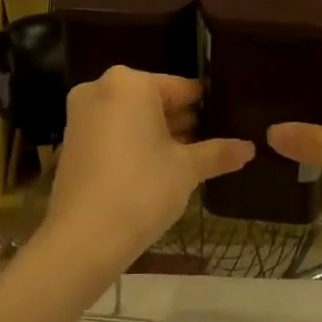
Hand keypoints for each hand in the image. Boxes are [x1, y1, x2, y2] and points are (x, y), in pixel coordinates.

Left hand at [43, 67, 253, 272]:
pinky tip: (158, 169)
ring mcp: (81, 114)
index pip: (182, 88)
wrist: (83, 238)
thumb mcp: (187, 169)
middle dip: (182, 122)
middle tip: (212, 144)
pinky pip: (113, 132)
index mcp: (130, 83)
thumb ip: (218, 153)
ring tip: (191, 159)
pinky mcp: (72, 140)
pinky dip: (134, 144)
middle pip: (154, 100)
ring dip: (159, 134)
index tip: (227, 122)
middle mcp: (101, 88)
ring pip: (132, 117)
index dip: (207, 107)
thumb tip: (250, 148)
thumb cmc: (142, 190)